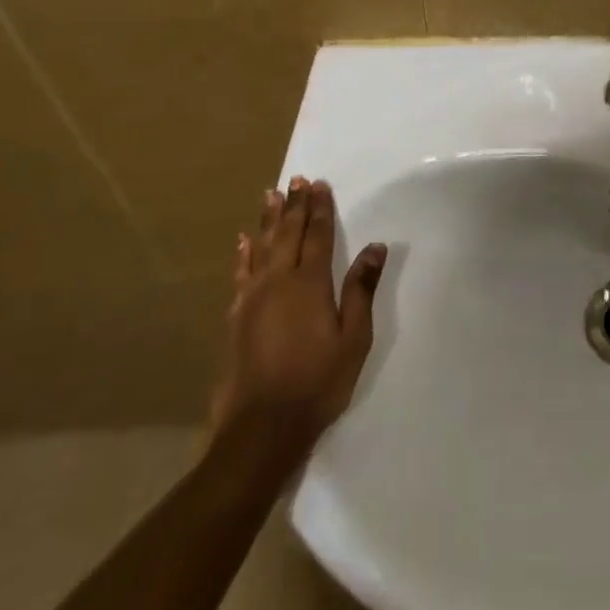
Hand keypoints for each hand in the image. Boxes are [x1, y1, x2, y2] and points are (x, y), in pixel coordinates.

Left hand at [209, 178, 386, 452]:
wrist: (261, 430)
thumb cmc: (318, 382)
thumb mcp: (354, 337)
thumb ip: (361, 289)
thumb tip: (374, 247)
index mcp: (310, 284)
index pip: (317, 236)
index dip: (320, 209)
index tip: (320, 184)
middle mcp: (278, 283)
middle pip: (287, 235)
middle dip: (294, 206)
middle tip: (296, 180)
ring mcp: (251, 300)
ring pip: (261, 248)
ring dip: (268, 220)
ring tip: (270, 196)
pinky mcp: (235, 319)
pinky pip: (240, 274)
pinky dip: (243, 254)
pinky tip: (243, 241)